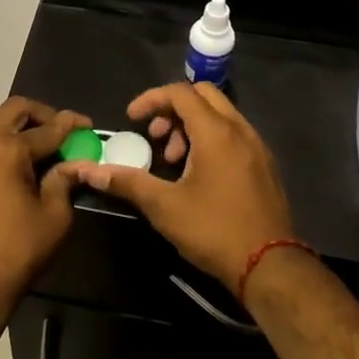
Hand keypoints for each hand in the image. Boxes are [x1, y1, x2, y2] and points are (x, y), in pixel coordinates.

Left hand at [0, 98, 87, 316]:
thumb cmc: (15, 250)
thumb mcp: (54, 216)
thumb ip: (64, 181)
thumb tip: (72, 164)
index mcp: (7, 148)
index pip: (47, 128)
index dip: (71, 125)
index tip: (88, 126)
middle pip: (15, 110)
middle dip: (42, 115)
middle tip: (63, 130)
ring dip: (19, 126)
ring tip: (43, 145)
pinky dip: (3, 141)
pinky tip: (20, 162)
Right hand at [62, 82, 293, 286]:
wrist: (270, 266)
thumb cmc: (214, 230)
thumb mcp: (164, 207)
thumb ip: (127, 182)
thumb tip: (88, 171)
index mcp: (216, 132)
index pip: (180, 92)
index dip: (151, 99)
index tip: (132, 119)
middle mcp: (240, 130)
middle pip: (203, 95)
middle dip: (173, 109)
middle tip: (156, 138)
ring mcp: (257, 147)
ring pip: (220, 115)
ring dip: (192, 126)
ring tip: (174, 161)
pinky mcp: (265, 165)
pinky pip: (234, 134)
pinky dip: (211, 139)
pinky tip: (199, 175)